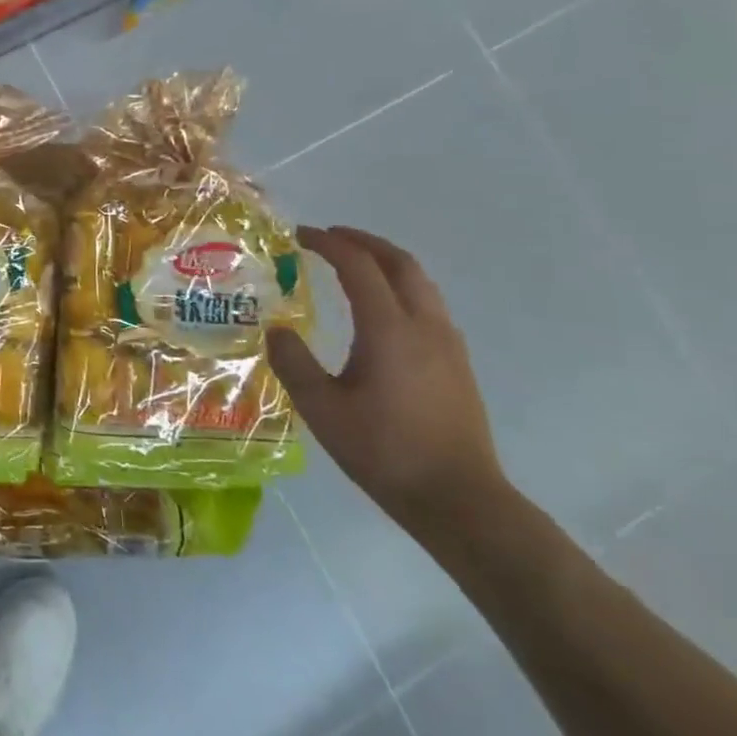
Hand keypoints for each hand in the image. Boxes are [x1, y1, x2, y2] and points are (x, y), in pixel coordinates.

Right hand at [268, 226, 510, 544]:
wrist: (460, 500)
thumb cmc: (385, 452)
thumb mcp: (323, 409)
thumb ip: (294, 363)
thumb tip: (275, 330)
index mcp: (389, 329)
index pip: (359, 266)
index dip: (328, 244)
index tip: (300, 235)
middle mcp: (424, 326)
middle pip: (400, 263)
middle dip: (364, 242)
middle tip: (330, 237)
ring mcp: (447, 344)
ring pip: (420, 283)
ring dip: (386, 262)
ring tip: (355, 265)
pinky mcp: (457, 364)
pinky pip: (428, 305)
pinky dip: (401, 287)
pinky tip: (383, 310)